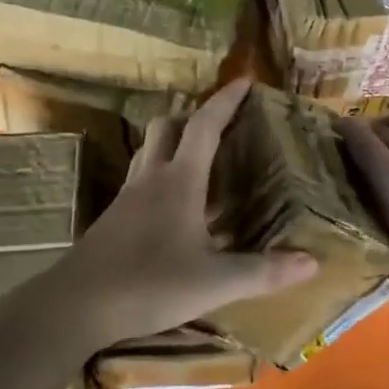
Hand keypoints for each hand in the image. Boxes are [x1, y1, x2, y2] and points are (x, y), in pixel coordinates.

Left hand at [42, 78, 317, 352]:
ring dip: (173, 141)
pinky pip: (140, 177)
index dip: (225, 101)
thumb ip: (263, 272)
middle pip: (167, 127)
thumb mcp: (214, 282)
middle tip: (220, 124)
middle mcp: (151, 178)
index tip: (245, 81)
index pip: (205, 126)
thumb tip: (313, 261)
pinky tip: (172, 203)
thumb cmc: (148, 284)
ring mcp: (127, 196)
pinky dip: (160, 173)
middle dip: (193, 116)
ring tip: (198, 157)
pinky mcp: (112, 218)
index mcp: (179, 181)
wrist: (74, 306)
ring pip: (149, 150)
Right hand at [337, 119, 388, 310]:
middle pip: (381, 163)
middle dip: (352, 160)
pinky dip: (368, 219)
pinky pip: (386, 222)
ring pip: (382, 193)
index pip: (380, 134)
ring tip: (320, 194)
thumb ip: (370, 153)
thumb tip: (344, 119)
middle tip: (311, 164)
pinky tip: (345, 227)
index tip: (318, 133)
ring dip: (358, 191)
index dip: (353, 131)